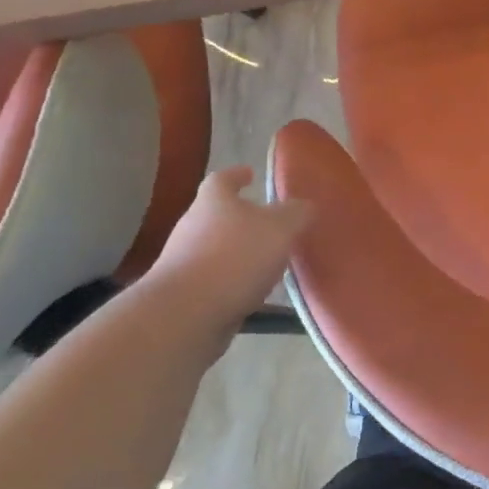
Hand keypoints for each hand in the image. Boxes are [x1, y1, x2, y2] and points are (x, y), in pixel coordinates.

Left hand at [147, 167, 310, 328]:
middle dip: (243, 218)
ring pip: (217, 248)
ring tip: (270, 261)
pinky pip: (216, 279)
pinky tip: (256, 292)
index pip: (222, 179)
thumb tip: (305, 206)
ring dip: (240, 252)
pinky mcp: (184, 293)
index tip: (250, 174)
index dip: (237, 175)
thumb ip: (297, 214)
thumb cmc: (235, 258)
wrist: (184, 314)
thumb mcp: (281, 229)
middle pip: (218, 214)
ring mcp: (184, 261)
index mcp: (214, 202)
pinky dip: (234, 281)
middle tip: (272, 223)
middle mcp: (193, 226)